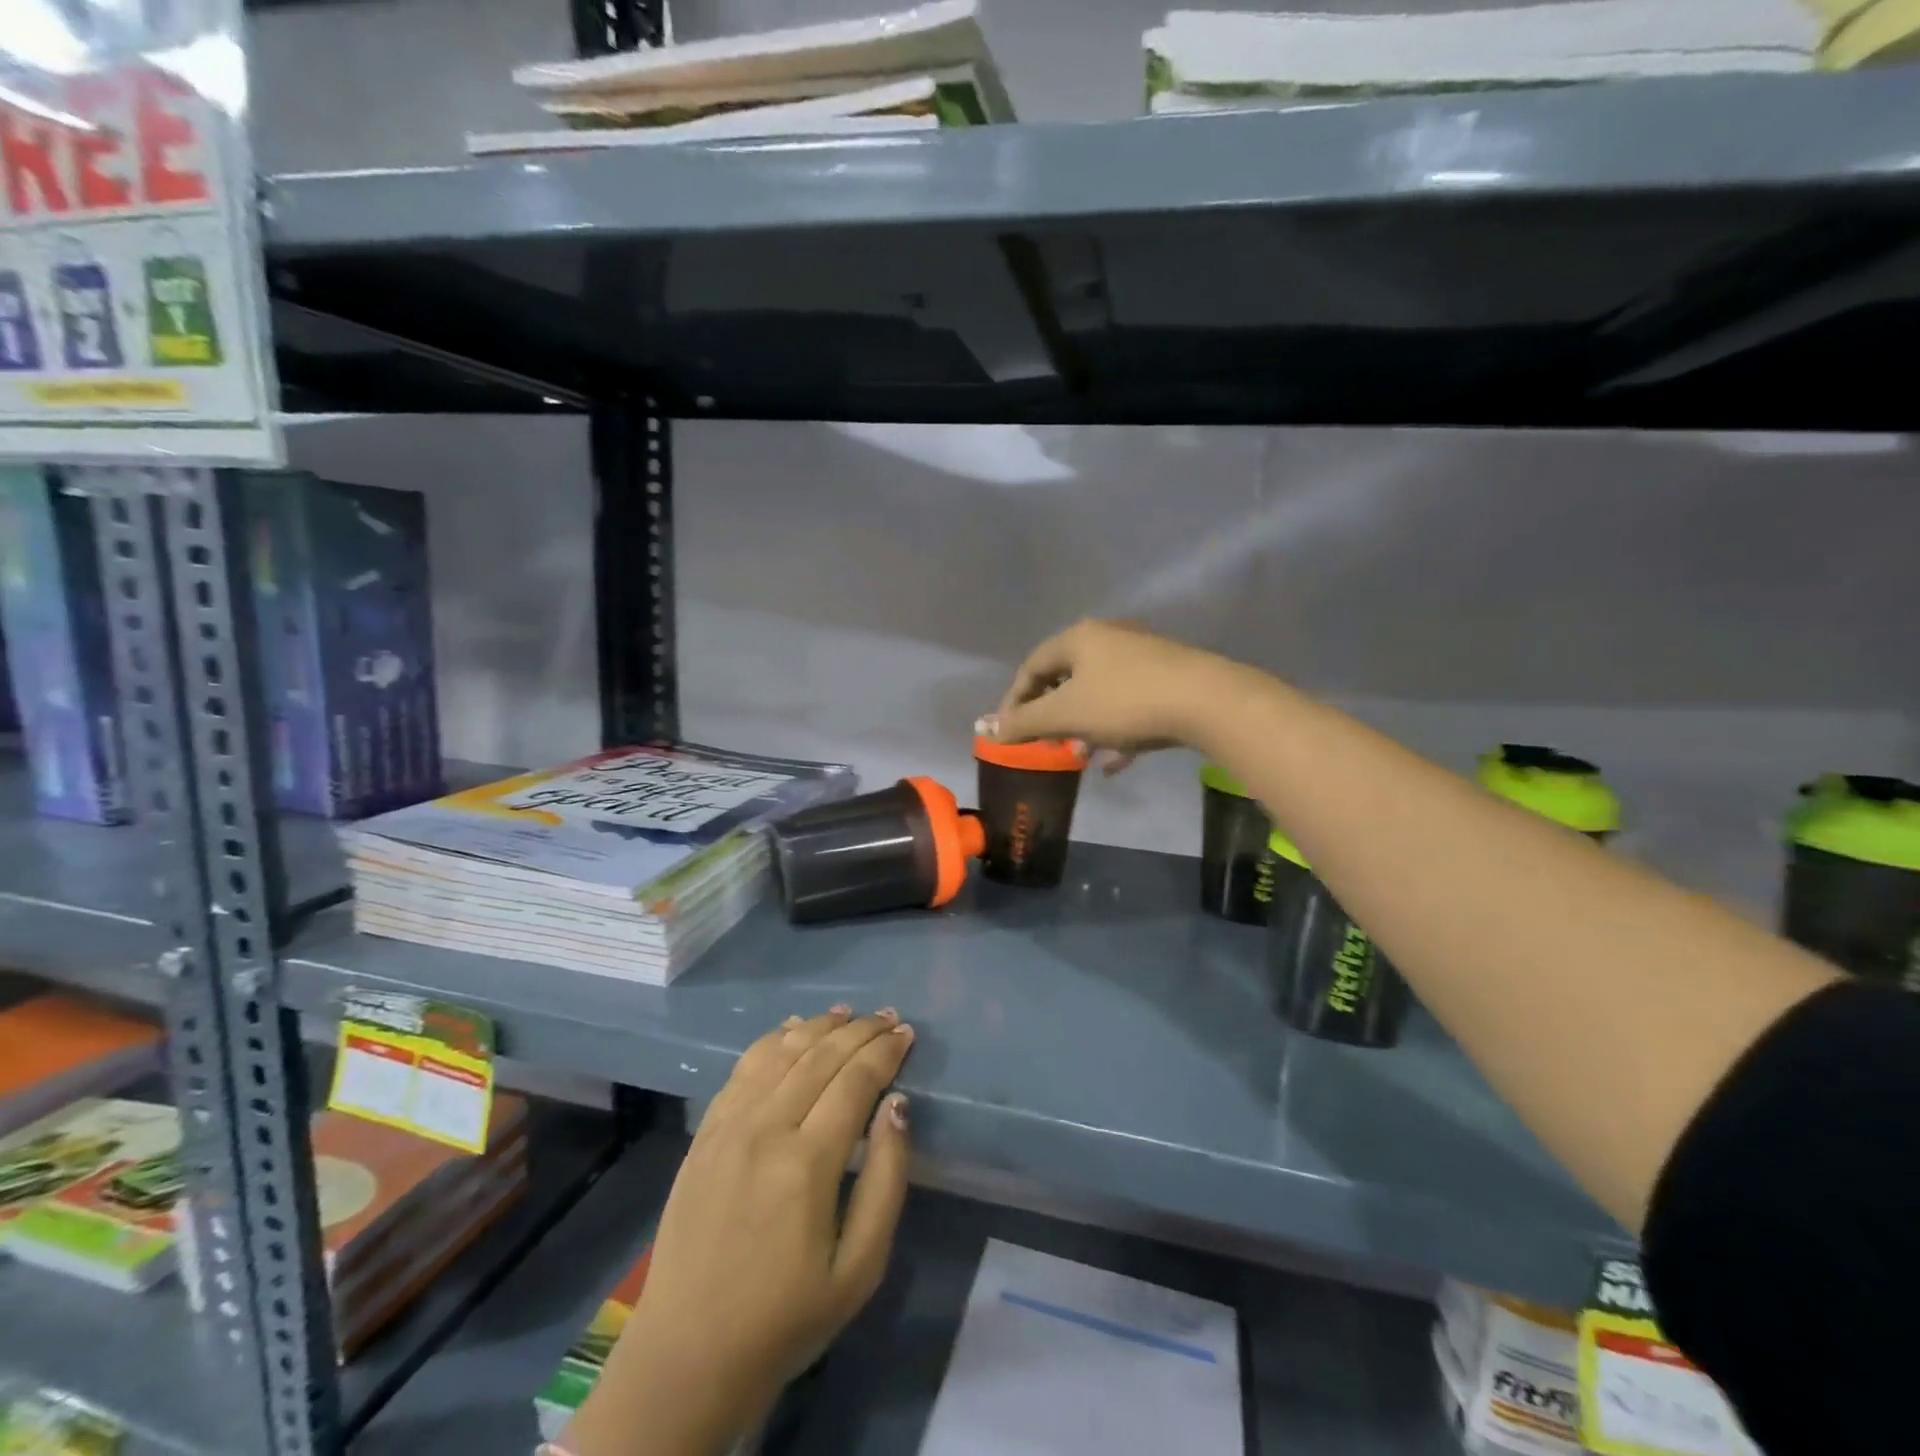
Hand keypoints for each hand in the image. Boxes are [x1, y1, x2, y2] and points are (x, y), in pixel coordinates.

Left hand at [567, 1008, 914, 1455]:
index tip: (907, 1034)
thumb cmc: (786, 1319)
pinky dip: (773, 1039)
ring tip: (847, 1014)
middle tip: (888, 1016)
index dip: (885, 1052)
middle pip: (820, 1056)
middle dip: (860, 1031)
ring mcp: (728, 1126)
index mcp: (807, 1163)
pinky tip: (792, 1030)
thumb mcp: (860, 1268)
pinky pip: (743, 1068)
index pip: (855, 1081)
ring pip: (781, 1052)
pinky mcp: (705, 1133)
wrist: (688, 1355)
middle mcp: (765, 1128)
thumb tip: (897, 1107)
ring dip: (818, 1026)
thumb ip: (887, 1180)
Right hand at [986, 619, 1230, 768]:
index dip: (1015, 699)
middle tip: (1044, 742)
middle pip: (1067, 678)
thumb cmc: (1124, 702)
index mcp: (1079, 638)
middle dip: (1052, 715)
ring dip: (1084, 726)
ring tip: (1080, 755)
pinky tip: (1116, 762)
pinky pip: (1129, 705)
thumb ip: (1024, 723)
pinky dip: (1116, 731)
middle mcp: (1109, 638)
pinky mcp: (1168, 678)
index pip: (1033, 665)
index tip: (1009, 730)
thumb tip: (987, 729)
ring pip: (1100, 694)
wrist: (1206, 701)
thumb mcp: (1066, 715)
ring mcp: (1142, 657)